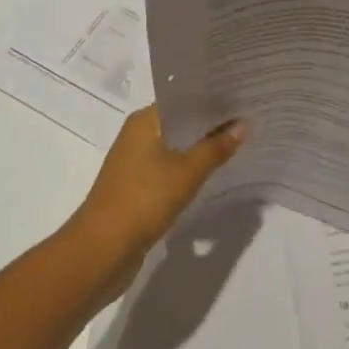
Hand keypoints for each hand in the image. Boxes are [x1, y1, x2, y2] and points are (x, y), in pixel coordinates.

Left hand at [66, 105, 243, 288]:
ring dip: (199, 149)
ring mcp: (134, 162)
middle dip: (209, 125)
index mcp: (144, 120)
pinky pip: (168, 170)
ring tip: (236, 146)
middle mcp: (137, 135)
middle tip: (247, 121)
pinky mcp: (136, 188)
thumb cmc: (143, 199)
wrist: (102, 250)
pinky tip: (210, 176)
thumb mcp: (187, 172)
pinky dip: (187, 170)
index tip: (241, 99)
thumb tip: (242, 124)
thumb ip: (215, 148)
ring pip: (175, 148)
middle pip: (180, 123)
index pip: (183, 99)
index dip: (211, 99)